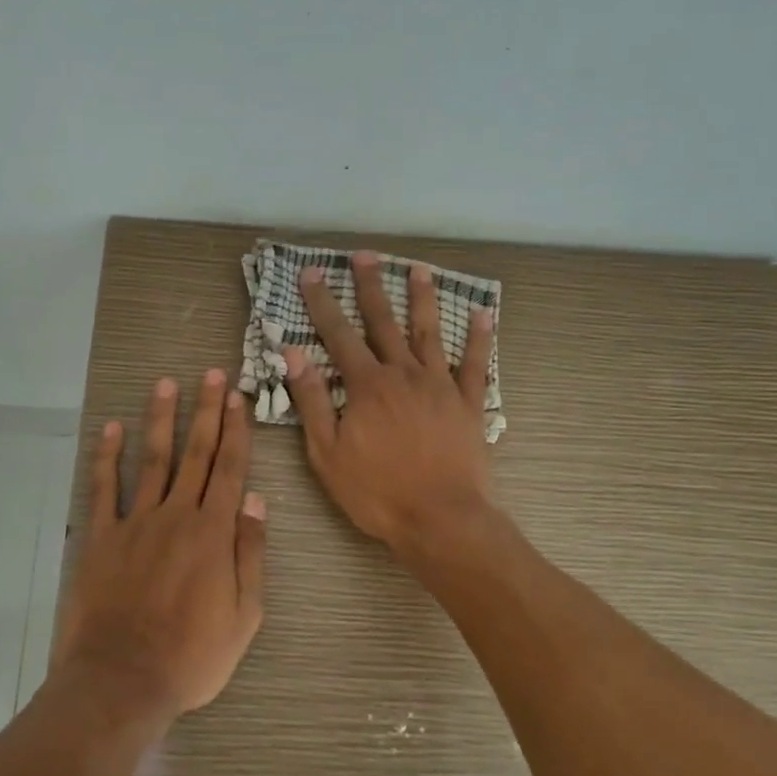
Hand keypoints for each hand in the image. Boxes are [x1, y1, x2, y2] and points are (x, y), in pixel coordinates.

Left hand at [51, 369, 266, 731]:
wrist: (121, 680)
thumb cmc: (192, 656)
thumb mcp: (244, 615)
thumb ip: (250, 553)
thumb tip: (256, 499)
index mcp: (213, 533)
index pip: (229, 469)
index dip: (235, 430)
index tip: (238, 397)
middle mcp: (176, 515)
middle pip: (195, 454)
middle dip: (206, 411)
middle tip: (211, 375)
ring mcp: (134, 523)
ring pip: (152, 460)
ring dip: (161, 420)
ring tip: (166, 384)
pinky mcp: (100, 537)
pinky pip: (103, 489)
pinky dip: (107, 457)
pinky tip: (111, 429)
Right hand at [285, 252, 495, 556]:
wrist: (441, 520)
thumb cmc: (376, 492)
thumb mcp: (327, 453)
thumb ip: (311, 400)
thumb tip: (293, 353)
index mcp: (366, 385)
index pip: (338, 335)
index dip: (322, 303)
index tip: (312, 273)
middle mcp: (404, 374)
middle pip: (384, 322)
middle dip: (371, 287)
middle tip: (364, 255)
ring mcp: (440, 386)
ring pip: (429, 333)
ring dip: (423, 299)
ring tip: (418, 269)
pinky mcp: (469, 404)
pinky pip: (476, 365)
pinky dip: (479, 339)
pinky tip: (483, 314)